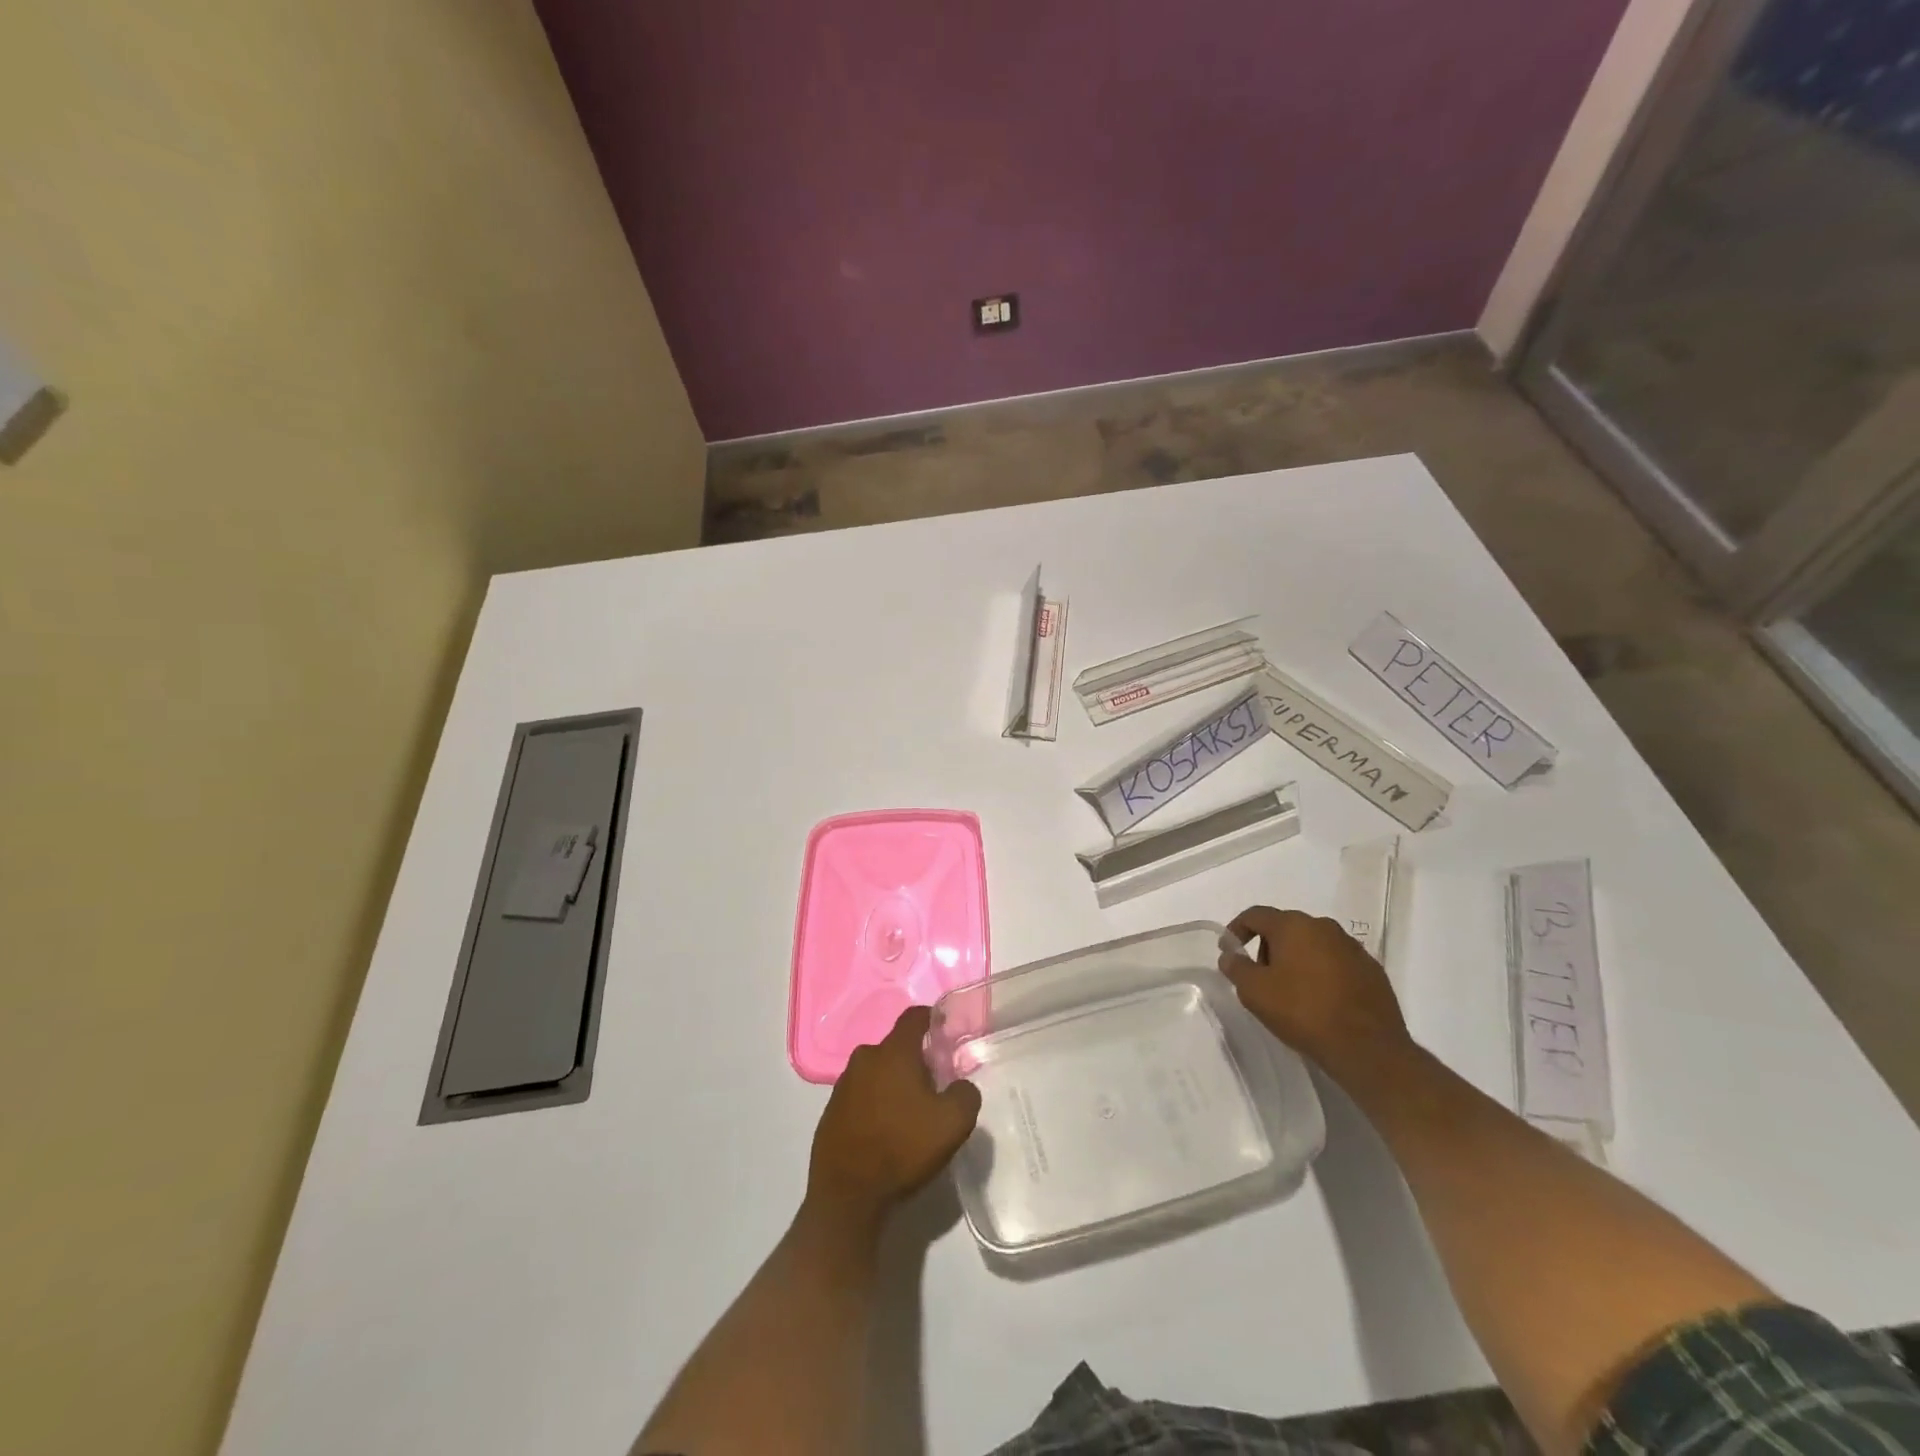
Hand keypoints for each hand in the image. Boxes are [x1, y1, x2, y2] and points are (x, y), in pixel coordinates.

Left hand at [806, 1006, 981, 1233]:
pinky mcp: (830, 1111)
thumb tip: (960, 1086)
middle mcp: (864, 1058)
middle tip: (934, 1086)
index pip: (914, 1016)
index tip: (945, 1032)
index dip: (932, 1019)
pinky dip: (875, 1104)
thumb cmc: (902, 1149)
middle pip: (896, 1047)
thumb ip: (966, 1094)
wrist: (847, 1197)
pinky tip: (885, 1132)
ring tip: (909, 1114)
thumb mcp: (953, 1123)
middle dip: (915, 1060)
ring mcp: (843, 1085)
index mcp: (893, 1052)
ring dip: (893, 1084)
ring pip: (877, 1071)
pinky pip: (860, 1096)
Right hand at [1219, 906, 1412, 1082]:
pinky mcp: (1372, 970)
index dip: (1237, 929)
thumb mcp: (1255, 992)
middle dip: (1268, 947)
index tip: (1229, 949)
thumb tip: (1229, 955)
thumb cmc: (1303, 1012)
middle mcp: (1324, 927)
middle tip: (1261, 977)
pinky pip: (1336, 962)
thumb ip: (1236, 968)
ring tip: (1292, 991)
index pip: (1256, 915)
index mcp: (1293, 925)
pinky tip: (1320, 1000)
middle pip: (1285, 927)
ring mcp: (1352, 947)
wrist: (1368, 1048)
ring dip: (1297, 959)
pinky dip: (1322, 973)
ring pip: (1313, 944)